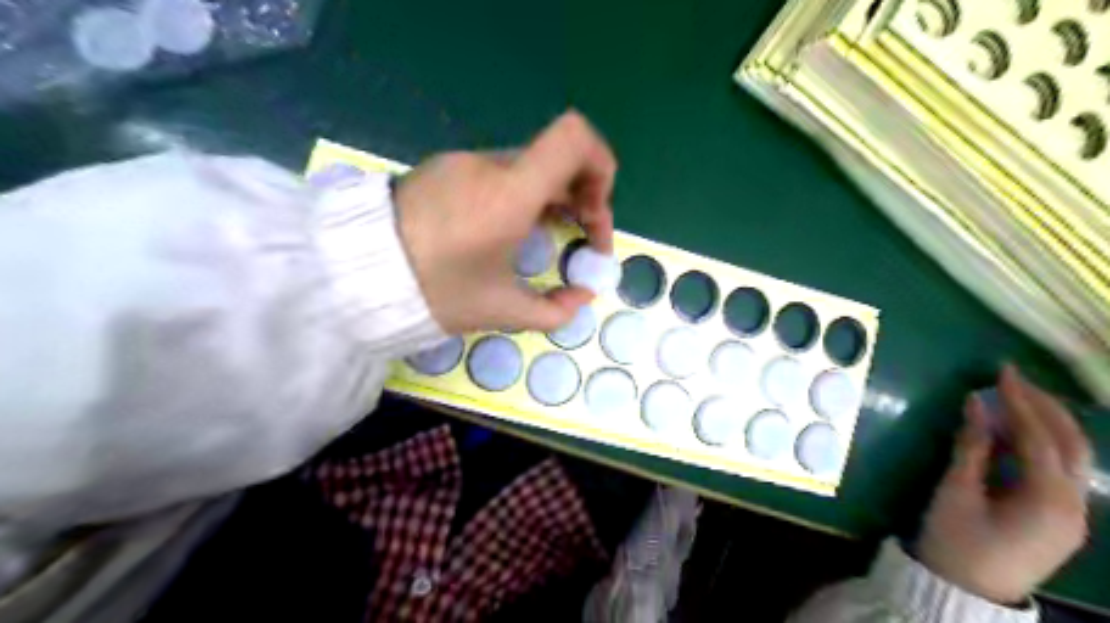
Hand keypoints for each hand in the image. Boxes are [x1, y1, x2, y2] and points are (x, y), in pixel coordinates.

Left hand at [393, 113, 616, 334]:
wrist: (354, 275)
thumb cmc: (435, 293)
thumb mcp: (502, 311)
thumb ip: (556, 310)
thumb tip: (582, 296)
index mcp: (510, 193)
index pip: (574, 137)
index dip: (601, 166)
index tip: (595, 213)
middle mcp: (490, 165)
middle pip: (558, 157)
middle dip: (583, 196)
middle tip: (583, 239)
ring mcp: (464, 162)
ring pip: (531, 167)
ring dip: (553, 199)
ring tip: (549, 238)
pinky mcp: (445, 169)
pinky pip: (501, 173)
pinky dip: (523, 197)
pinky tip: (510, 231)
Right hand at [915, 368, 1089, 604]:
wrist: (965, 591)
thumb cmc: (955, 540)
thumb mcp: (956, 490)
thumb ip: (971, 446)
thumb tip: (976, 403)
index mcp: (1047, 500)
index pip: (1039, 437)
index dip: (1020, 401)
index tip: (1001, 372)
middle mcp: (1074, 506)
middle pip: (1071, 444)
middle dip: (1044, 406)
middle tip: (1013, 378)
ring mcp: (1073, 514)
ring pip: (1072, 457)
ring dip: (1047, 423)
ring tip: (1016, 397)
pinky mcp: (1060, 518)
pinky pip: (1060, 471)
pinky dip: (1041, 444)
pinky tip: (1015, 432)